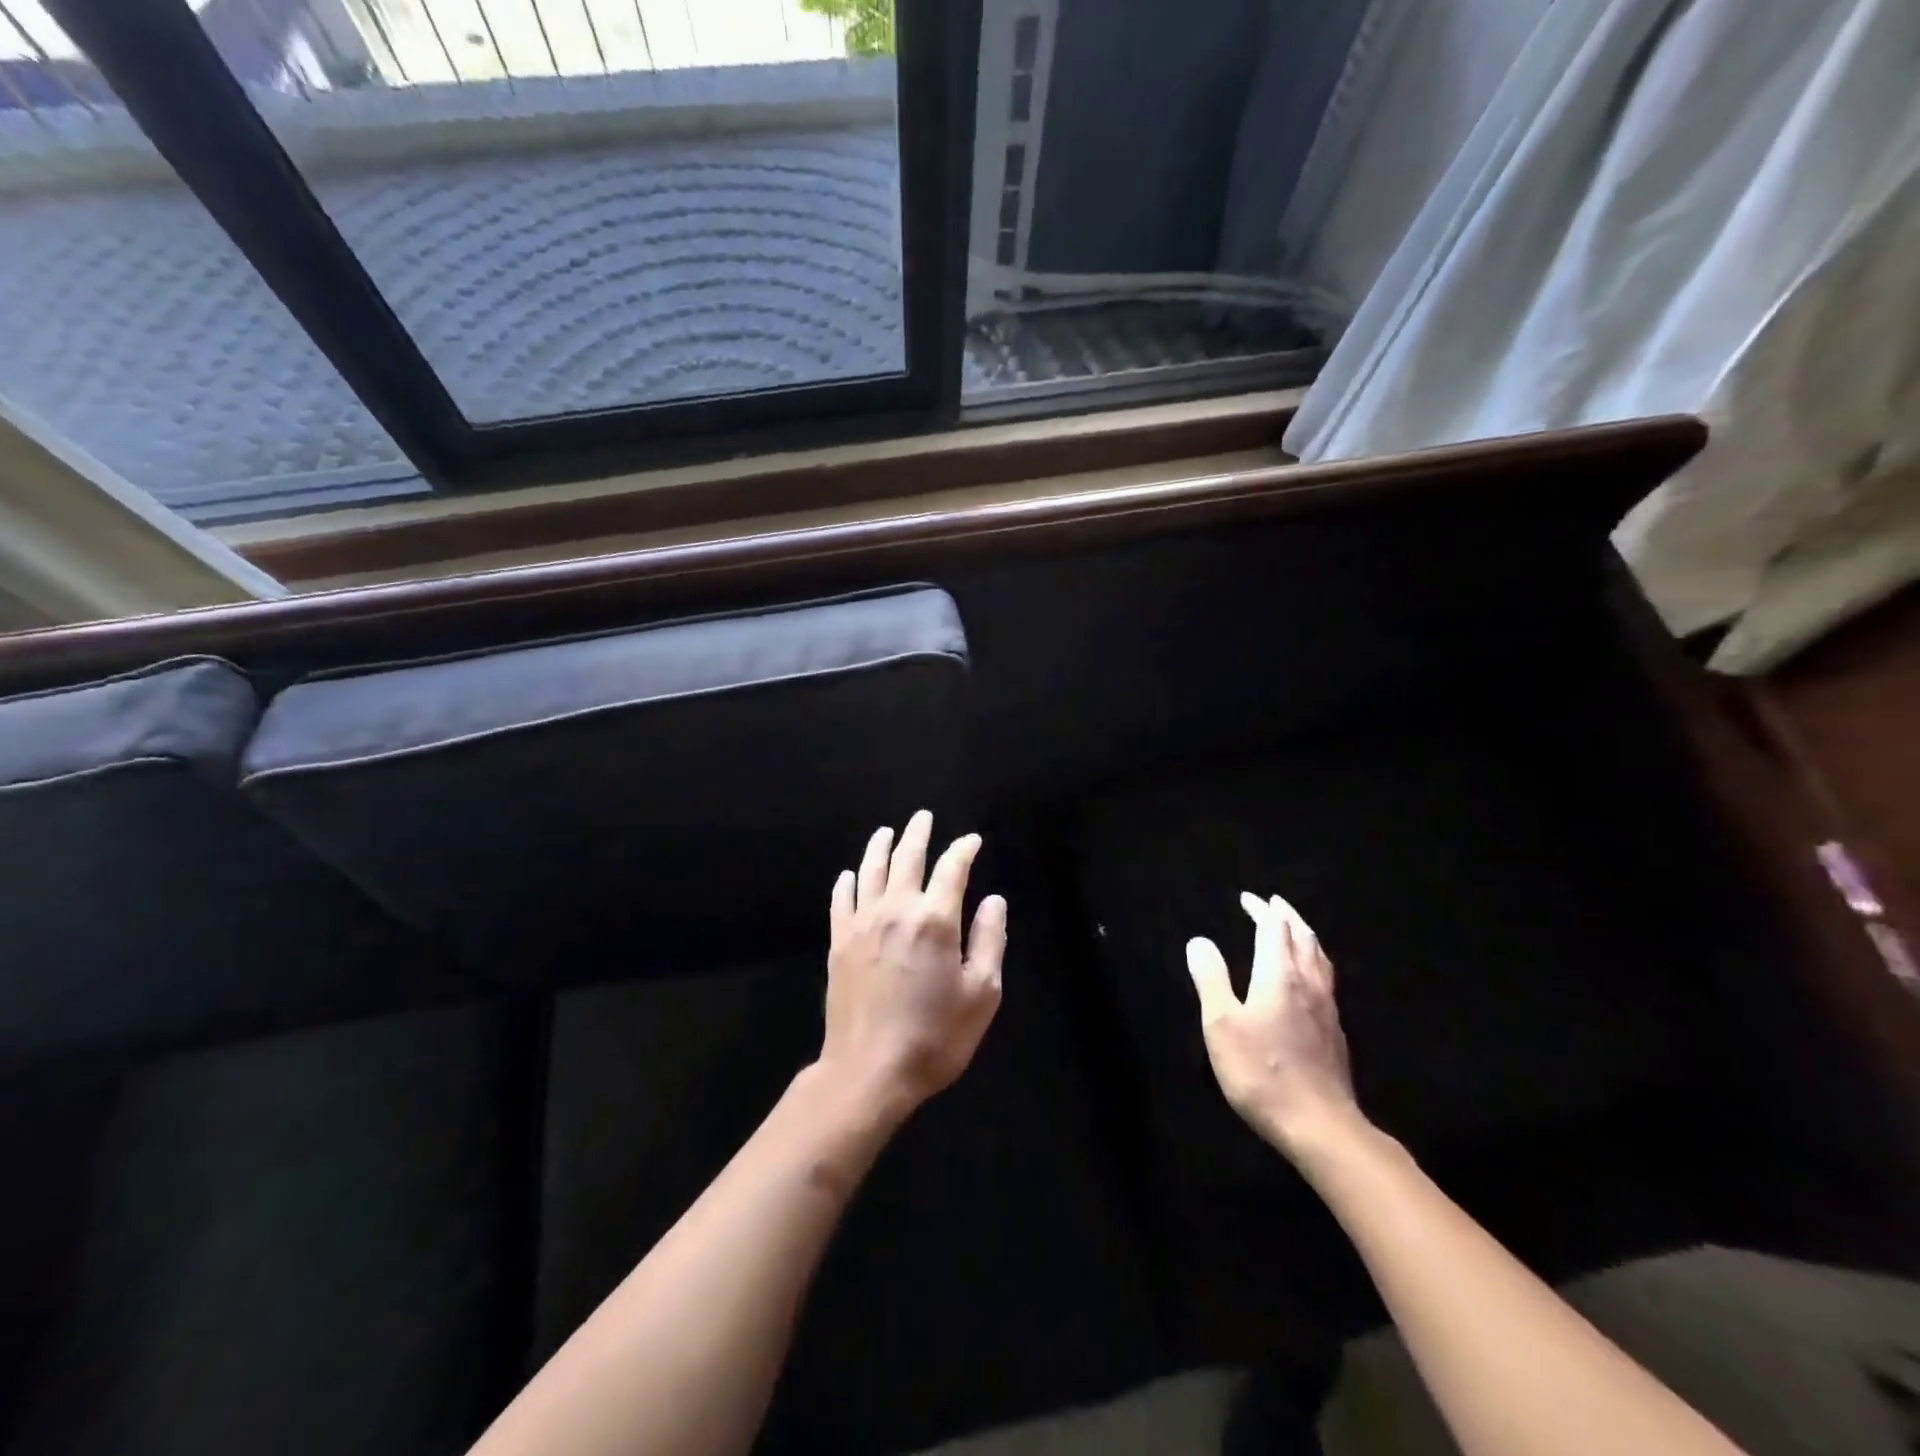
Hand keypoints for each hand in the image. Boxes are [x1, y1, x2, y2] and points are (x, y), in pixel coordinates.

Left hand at [821, 811, 1007, 1116]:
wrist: (869, 1071)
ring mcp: (862, 924)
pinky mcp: (839, 942)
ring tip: (887, 832)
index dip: (964, 849)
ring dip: (880, 847)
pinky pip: (841, 900)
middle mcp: (896, 910)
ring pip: (870, 871)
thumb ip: (989, 940)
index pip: (952, 868)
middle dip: (918, 834)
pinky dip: (847, 883)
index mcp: (935, 919)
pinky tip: (849, 875)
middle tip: (923, 817)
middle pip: (907, 858)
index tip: (972, 840)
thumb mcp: (981, 994)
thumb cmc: (935, 1036)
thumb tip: (993, 900)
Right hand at [1187, 892, 1363, 1164]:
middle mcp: (1308, 983)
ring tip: (1295, 929)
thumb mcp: (1221, 1024)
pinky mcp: (1334, 1032)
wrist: (1320, 1126)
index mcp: (1279, 976)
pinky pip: (1326, 979)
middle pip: (1303, 937)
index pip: (1273, 929)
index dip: (1261, 910)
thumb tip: (1199, 941)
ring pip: (1320, 958)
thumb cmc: (1262, 1072)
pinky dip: (1314, 961)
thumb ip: (1211, 978)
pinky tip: (1309, 977)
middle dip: (1287, 916)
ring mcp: (1327, 1008)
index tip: (1247, 898)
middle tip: (1274, 903)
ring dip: (1305, 935)